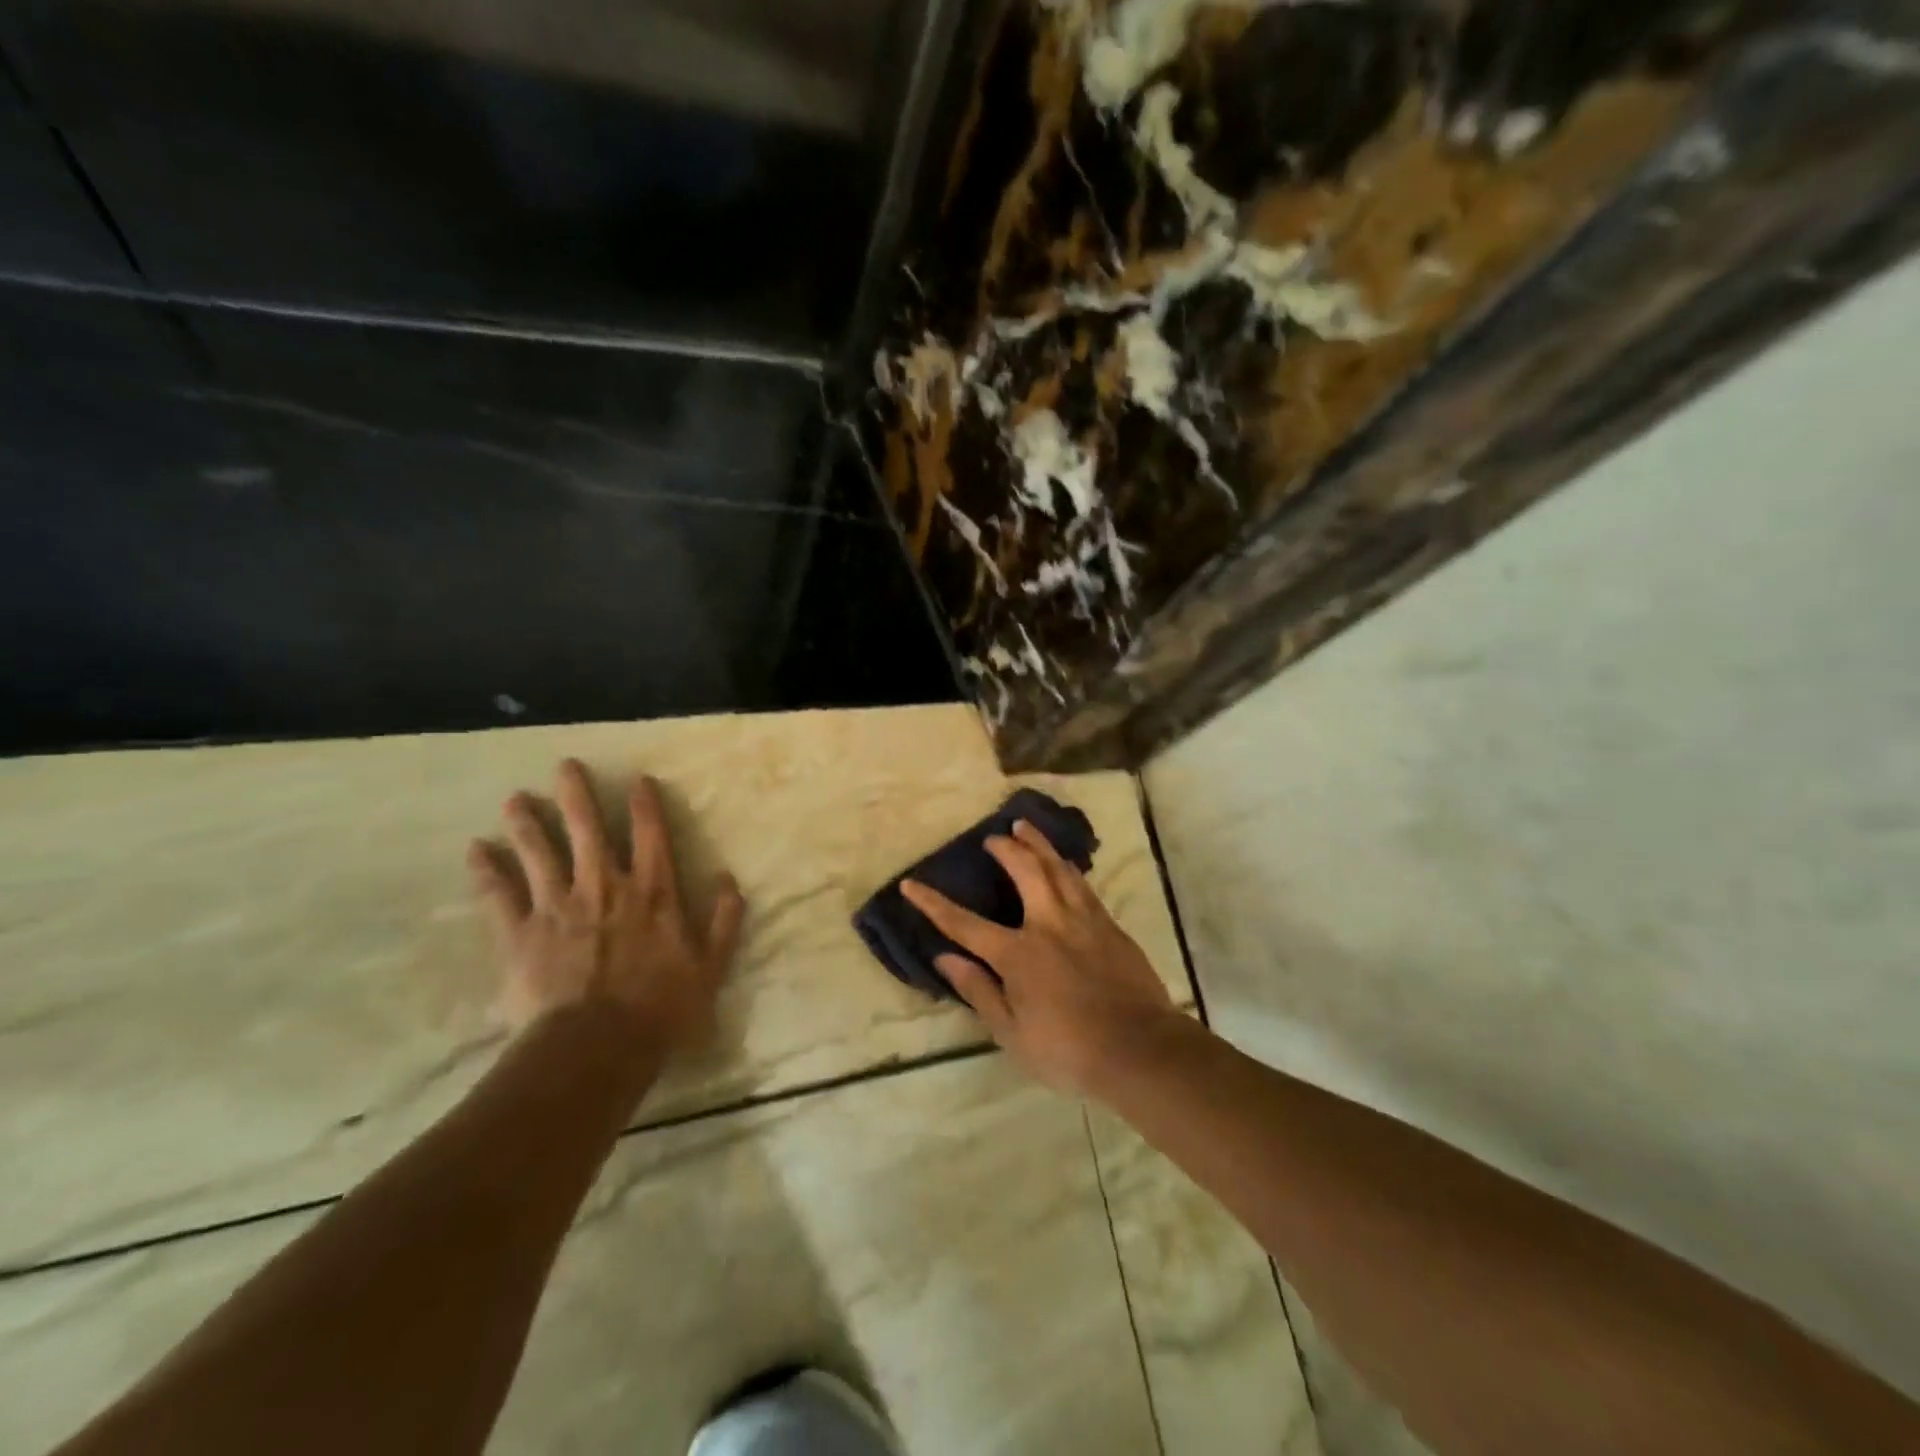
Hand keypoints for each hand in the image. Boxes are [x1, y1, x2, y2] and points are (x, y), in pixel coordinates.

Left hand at [468, 759, 744, 1055]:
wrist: (596, 1047)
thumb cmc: (660, 1009)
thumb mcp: (711, 967)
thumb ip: (724, 921)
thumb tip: (729, 879)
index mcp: (652, 893)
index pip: (651, 837)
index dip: (645, 806)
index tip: (637, 779)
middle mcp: (604, 888)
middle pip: (588, 831)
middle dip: (577, 796)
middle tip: (565, 766)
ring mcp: (558, 907)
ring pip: (540, 854)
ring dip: (527, 824)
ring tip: (514, 799)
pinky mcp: (520, 934)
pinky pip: (499, 896)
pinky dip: (486, 872)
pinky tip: (474, 850)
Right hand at [902, 821, 1177, 1098]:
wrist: (1140, 1049)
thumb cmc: (1069, 1051)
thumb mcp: (1012, 1034)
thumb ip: (979, 991)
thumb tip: (945, 958)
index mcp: (1018, 954)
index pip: (964, 924)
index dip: (934, 904)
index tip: (911, 883)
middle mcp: (1048, 925)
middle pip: (1024, 872)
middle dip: (1005, 849)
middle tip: (993, 837)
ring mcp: (1083, 920)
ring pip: (1058, 868)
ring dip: (1039, 845)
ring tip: (1025, 827)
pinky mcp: (1109, 925)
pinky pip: (1083, 885)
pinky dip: (1067, 867)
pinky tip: (1065, 864)